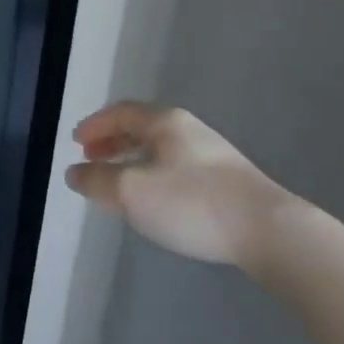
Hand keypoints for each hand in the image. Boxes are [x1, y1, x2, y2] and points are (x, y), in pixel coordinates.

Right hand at [63, 103, 294, 274]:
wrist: (268, 231)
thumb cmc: (191, 203)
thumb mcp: (130, 191)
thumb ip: (96, 180)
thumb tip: (75, 173)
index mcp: (164, 123)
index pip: (121, 112)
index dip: (95, 125)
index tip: (76, 142)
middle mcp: (189, 130)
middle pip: (142, 127)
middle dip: (113, 141)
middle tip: (92, 158)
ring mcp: (213, 155)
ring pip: (161, 149)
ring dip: (133, 159)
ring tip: (118, 180)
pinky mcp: (228, 181)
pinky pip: (178, 167)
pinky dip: (154, 174)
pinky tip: (155, 198)